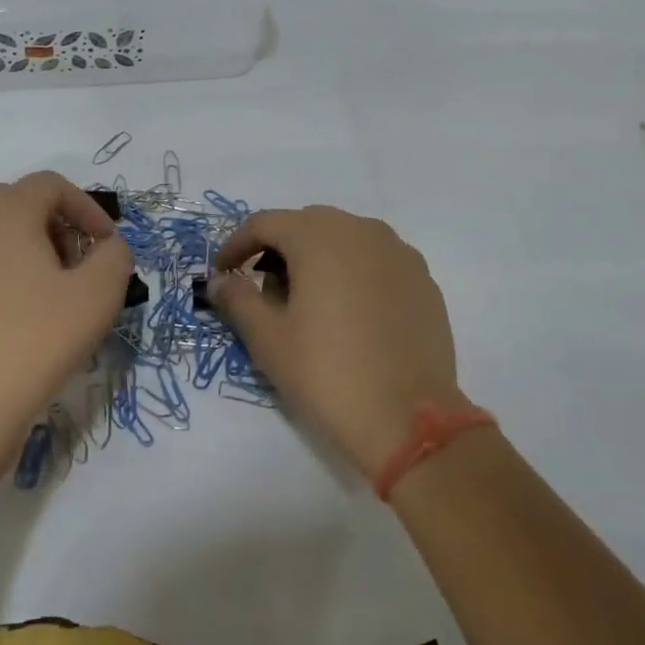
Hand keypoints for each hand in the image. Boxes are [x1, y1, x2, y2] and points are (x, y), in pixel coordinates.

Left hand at [0, 172, 132, 479]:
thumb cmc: (37, 340)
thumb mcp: (98, 296)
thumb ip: (115, 257)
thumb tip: (108, 248)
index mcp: (5, 213)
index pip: (50, 184)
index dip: (87, 207)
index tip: (107, 245)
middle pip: (20, 204)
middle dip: (58, 226)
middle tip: (81, 266)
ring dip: (31, 250)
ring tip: (54, 294)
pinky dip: (3, 274)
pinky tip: (19, 318)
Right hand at [211, 206, 464, 479]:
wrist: (409, 421)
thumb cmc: (326, 373)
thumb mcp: (268, 338)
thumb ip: (238, 299)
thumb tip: (221, 281)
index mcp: (319, 236)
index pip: (264, 223)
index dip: (236, 245)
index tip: (222, 274)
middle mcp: (362, 231)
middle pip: (306, 225)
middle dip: (277, 251)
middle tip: (262, 290)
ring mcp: (400, 254)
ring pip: (344, 240)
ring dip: (316, 260)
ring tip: (305, 304)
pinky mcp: (423, 281)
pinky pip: (375, 262)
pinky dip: (351, 275)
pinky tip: (347, 315)